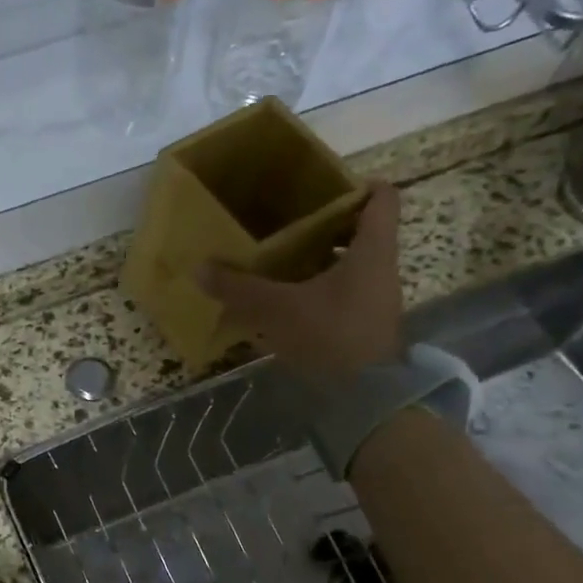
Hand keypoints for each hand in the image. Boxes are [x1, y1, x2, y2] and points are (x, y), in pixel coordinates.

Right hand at [197, 182, 404, 389]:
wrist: (366, 399)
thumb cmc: (330, 338)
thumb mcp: (277, 310)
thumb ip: (239, 288)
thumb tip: (200, 268)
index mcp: (371, 251)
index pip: (381, 198)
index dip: (356, 183)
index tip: (321, 184)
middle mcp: (380, 268)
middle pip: (362, 229)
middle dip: (326, 222)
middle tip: (287, 219)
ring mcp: (375, 299)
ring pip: (351, 262)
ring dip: (320, 256)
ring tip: (280, 256)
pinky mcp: (364, 324)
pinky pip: (343, 291)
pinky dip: (318, 286)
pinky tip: (286, 296)